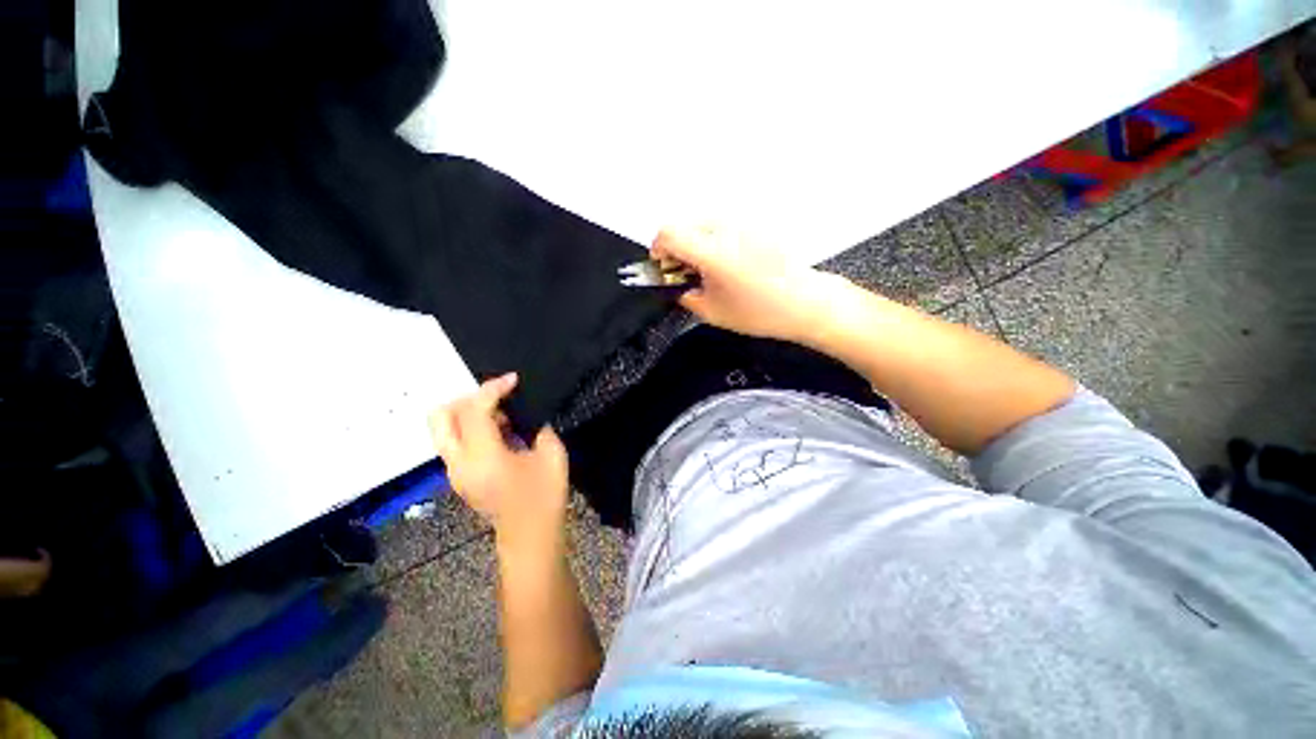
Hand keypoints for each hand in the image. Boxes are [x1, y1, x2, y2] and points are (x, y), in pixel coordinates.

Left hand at [430, 373, 568, 550]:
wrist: (529, 536)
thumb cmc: (545, 496)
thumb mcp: (552, 455)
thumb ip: (539, 427)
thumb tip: (527, 415)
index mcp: (484, 457)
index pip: (474, 410)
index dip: (493, 389)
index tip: (514, 380)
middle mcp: (459, 463)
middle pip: (441, 416)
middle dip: (468, 399)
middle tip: (497, 399)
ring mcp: (454, 472)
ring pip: (444, 428)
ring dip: (469, 413)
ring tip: (502, 417)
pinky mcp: (458, 477)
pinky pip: (455, 441)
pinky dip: (471, 428)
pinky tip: (500, 434)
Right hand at [651, 225, 838, 341]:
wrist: (804, 302)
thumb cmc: (760, 312)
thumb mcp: (712, 312)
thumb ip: (684, 295)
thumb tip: (674, 284)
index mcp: (712, 252)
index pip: (668, 233)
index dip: (658, 249)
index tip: (662, 266)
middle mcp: (726, 229)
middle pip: (683, 226)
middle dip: (676, 249)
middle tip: (685, 273)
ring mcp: (742, 223)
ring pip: (702, 224)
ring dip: (695, 244)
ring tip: (708, 270)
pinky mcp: (754, 224)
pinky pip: (722, 226)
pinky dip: (713, 241)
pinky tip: (726, 263)